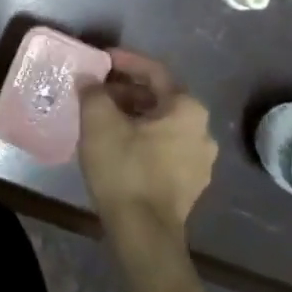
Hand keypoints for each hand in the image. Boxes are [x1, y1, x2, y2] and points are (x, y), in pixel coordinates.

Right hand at [78, 49, 216, 233]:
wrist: (144, 233)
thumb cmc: (125, 168)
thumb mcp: (99, 121)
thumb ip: (93, 92)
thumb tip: (89, 79)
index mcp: (187, 109)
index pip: (154, 71)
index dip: (125, 61)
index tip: (101, 59)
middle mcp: (202, 131)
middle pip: (160, 98)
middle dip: (127, 90)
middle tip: (97, 90)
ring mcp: (200, 161)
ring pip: (162, 124)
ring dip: (133, 115)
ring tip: (102, 117)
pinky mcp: (190, 184)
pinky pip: (164, 148)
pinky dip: (142, 138)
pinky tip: (117, 144)